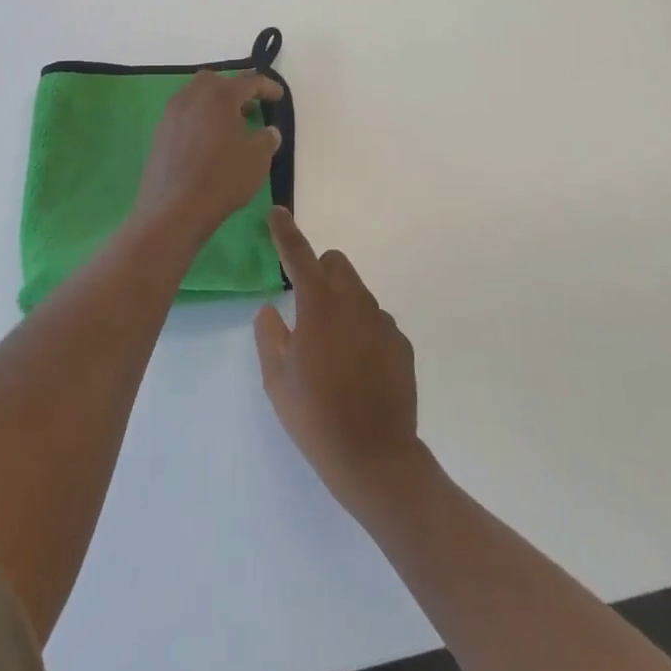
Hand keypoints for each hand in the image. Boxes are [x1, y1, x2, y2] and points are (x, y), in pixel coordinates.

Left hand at [132, 70, 283, 242]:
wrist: (174, 209)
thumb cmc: (223, 178)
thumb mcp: (258, 158)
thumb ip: (266, 138)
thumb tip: (268, 132)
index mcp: (219, 96)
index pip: (248, 81)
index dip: (267, 87)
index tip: (279, 96)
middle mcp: (191, 97)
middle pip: (215, 82)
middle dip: (234, 89)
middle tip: (248, 107)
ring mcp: (171, 115)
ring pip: (195, 97)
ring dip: (214, 105)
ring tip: (229, 126)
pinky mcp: (159, 135)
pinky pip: (183, 117)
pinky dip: (199, 121)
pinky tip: (207, 143)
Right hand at [255, 208, 424, 516]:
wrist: (375, 458)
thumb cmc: (315, 416)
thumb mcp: (277, 379)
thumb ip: (269, 335)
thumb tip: (271, 309)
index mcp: (319, 305)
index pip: (299, 255)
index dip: (286, 231)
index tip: (278, 212)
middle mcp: (355, 303)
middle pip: (337, 263)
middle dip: (320, 271)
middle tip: (306, 308)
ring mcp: (383, 322)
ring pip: (358, 293)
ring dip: (341, 304)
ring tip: (331, 351)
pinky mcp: (401, 344)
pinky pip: (376, 322)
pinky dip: (362, 331)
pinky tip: (357, 370)